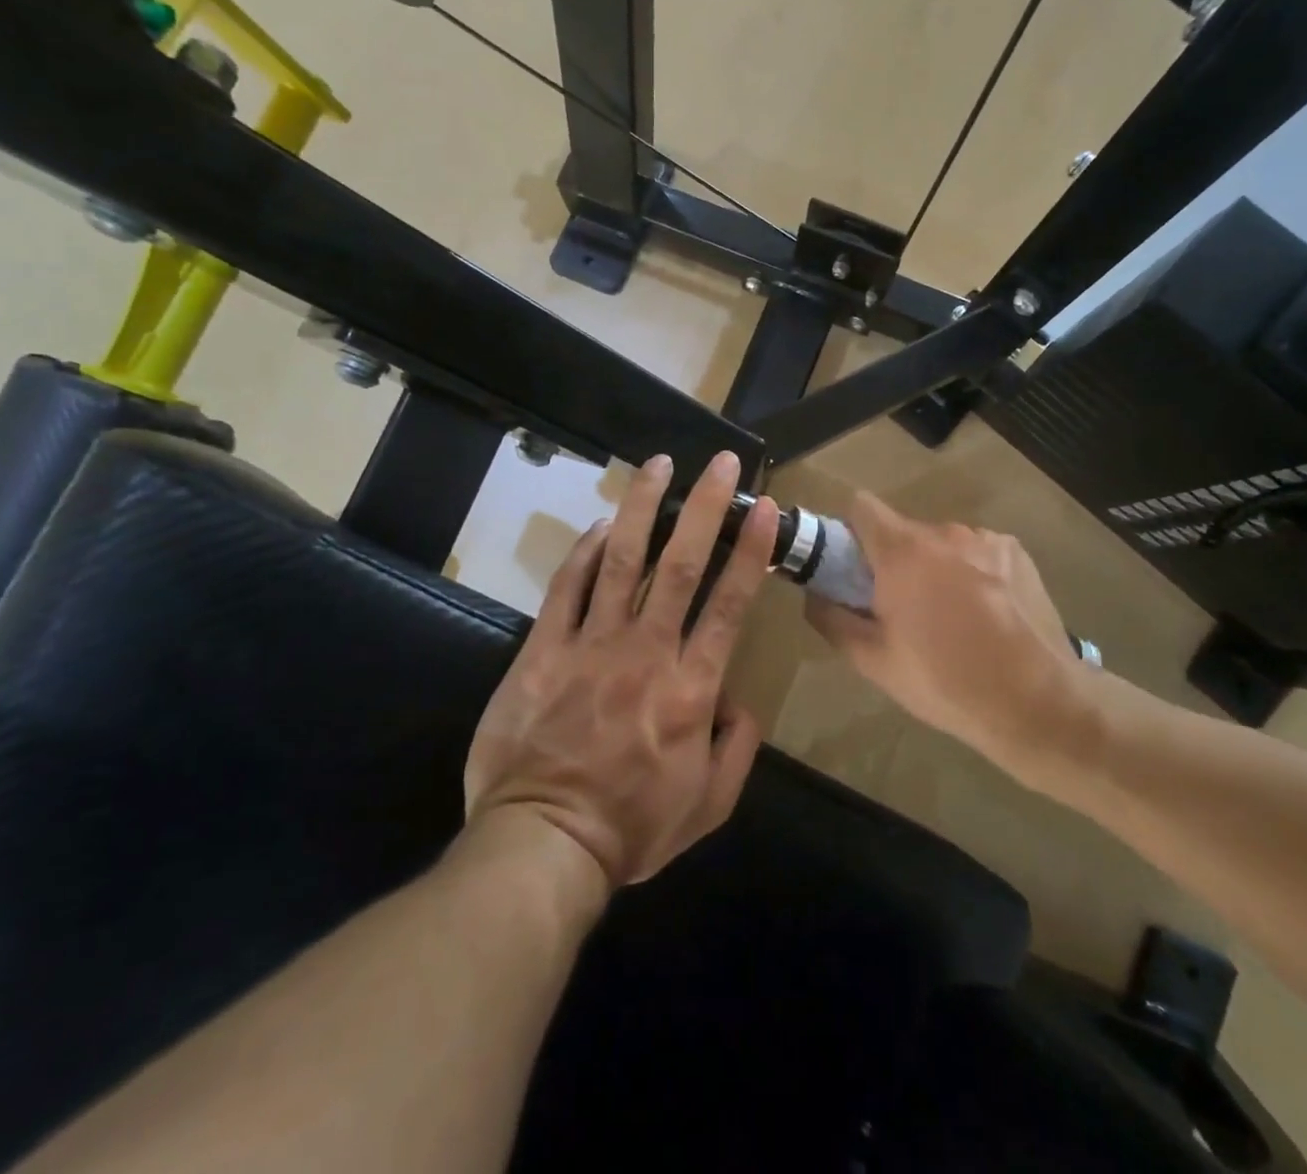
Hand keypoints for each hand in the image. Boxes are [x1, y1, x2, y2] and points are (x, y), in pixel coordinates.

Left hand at [465, 451, 779, 890]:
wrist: (543, 844)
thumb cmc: (632, 828)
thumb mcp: (709, 805)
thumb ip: (737, 749)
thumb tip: (741, 702)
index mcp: (691, 688)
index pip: (730, 603)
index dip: (750, 550)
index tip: (763, 506)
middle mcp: (646, 651)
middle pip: (680, 564)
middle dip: (704, 507)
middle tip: (720, 462)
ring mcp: (591, 645)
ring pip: (622, 561)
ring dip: (643, 507)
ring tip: (659, 464)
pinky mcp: (543, 650)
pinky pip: (567, 588)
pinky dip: (586, 552)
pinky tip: (602, 524)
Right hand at [805, 491, 1111, 783]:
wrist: (1038, 702)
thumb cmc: (945, 682)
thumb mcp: (874, 662)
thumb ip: (832, 620)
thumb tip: (814, 595)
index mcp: (903, 552)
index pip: (861, 506)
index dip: (850, 531)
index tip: (852, 567)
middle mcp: (944, 532)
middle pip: (903, 531)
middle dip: (895, 561)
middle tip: (902, 609)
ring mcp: (986, 539)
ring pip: (943, 544)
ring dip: (936, 567)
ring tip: (952, 618)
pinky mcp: (1017, 552)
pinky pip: (978, 552)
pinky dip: (972, 572)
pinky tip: (987, 614)